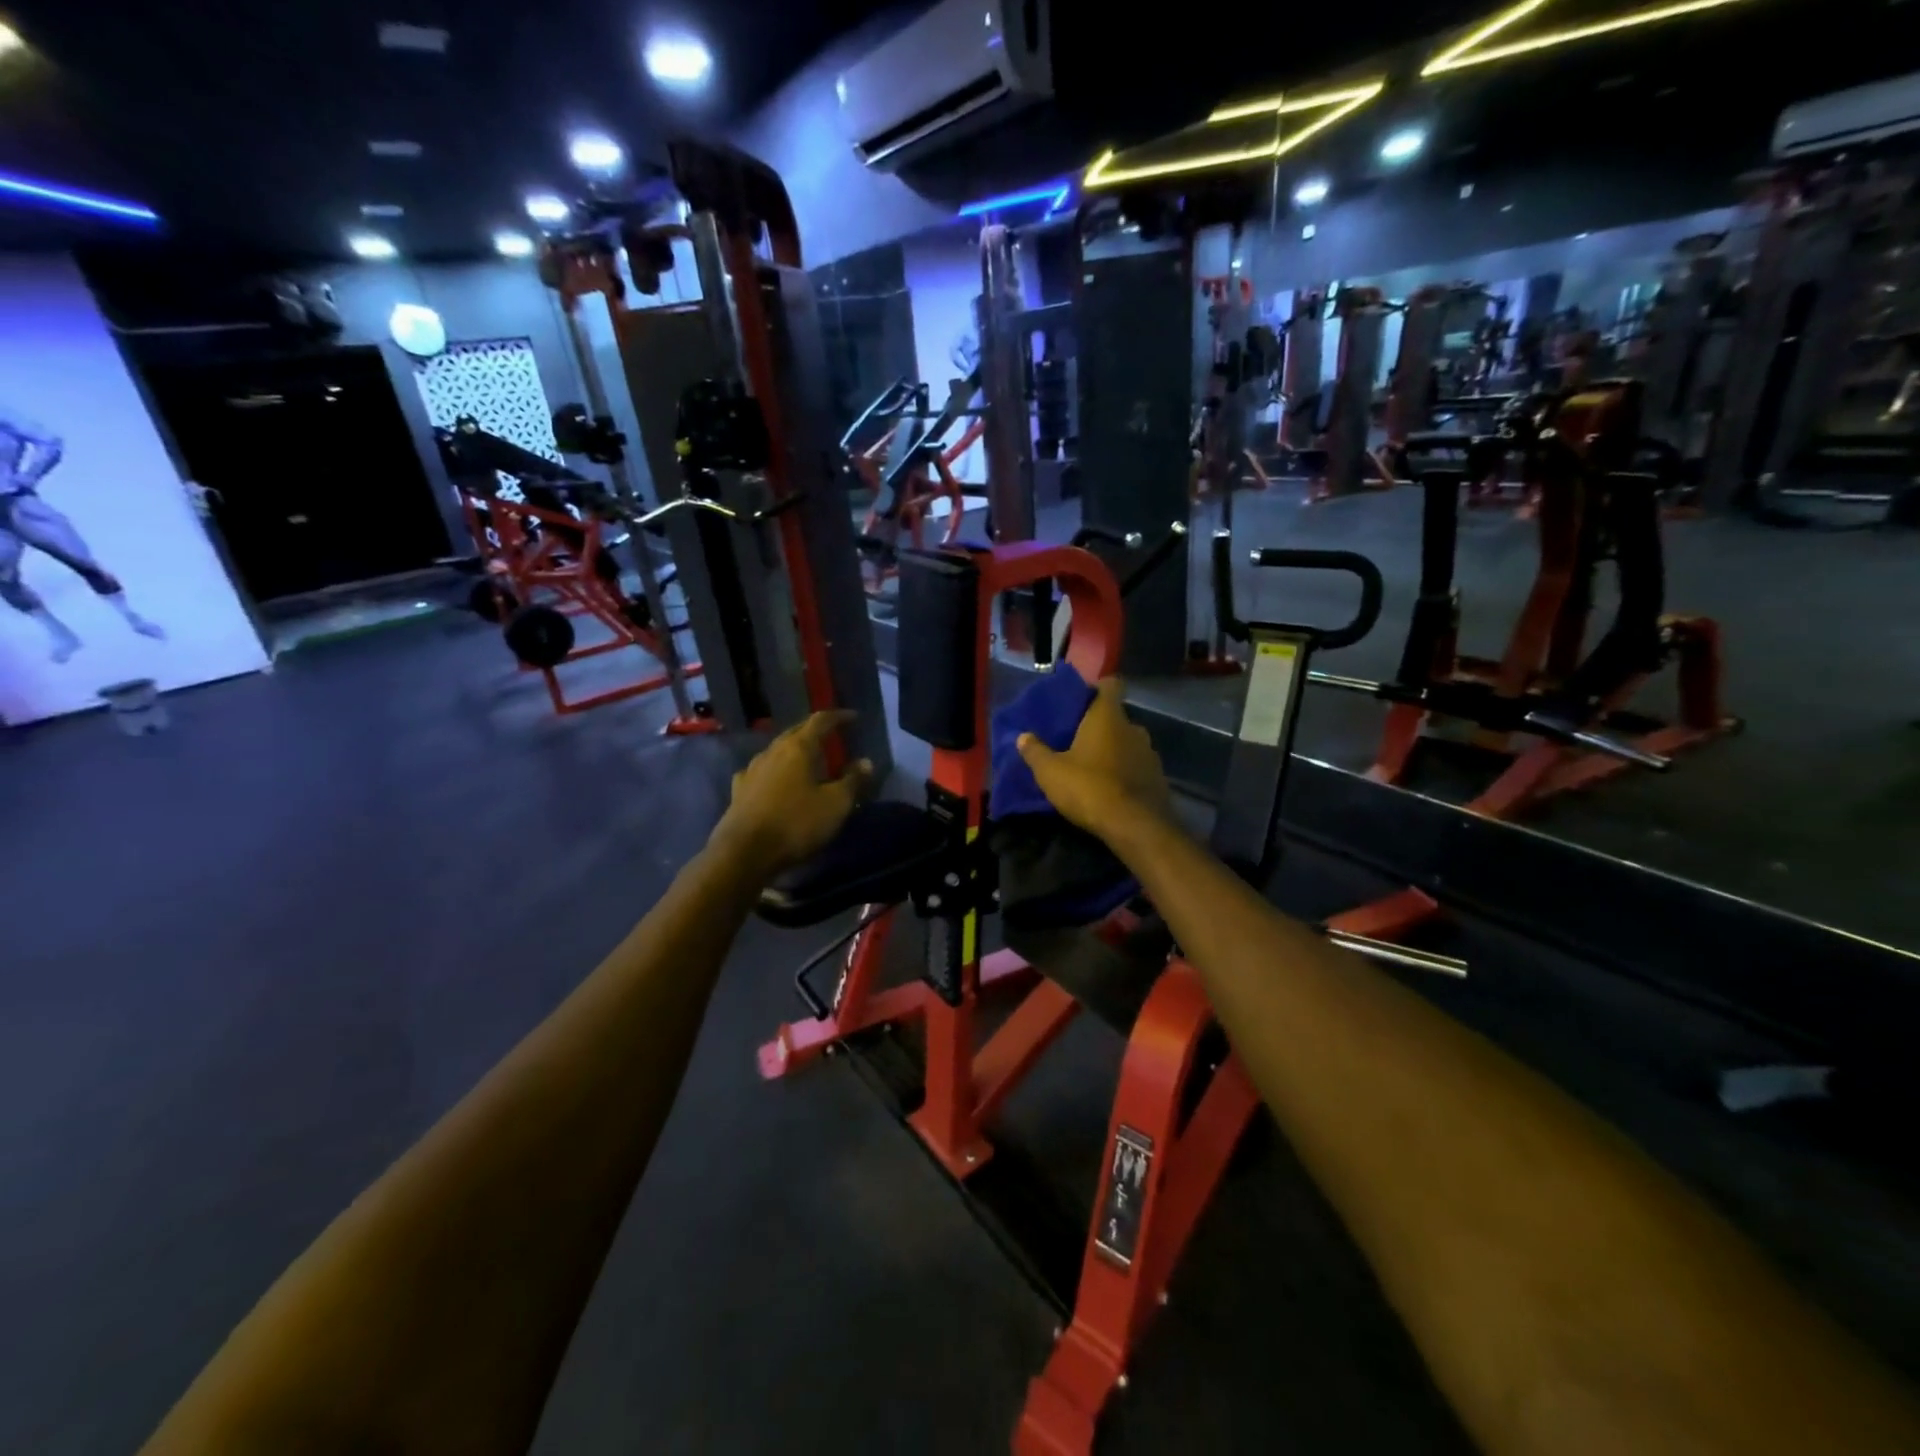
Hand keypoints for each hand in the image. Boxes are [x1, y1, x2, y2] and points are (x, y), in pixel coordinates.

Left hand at [715, 711, 874, 877]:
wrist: (744, 853)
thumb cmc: (796, 824)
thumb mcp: (835, 804)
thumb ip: (853, 781)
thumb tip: (866, 762)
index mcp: (798, 748)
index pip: (820, 721)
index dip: (838, 717)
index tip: (853, 717)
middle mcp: (772, 751)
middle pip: (796, 732)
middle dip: (814, 731)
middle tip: (831, 736)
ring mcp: (752, 770)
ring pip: (777, 751)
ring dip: (794, 751)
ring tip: (806, 759)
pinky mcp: (739, 790)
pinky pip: (761, 771)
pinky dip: (774, 771)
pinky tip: (775, 780)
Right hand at [1017, 678, 1170, 838]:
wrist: (1135, 826)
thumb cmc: (1089, 788)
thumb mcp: (1050, 772)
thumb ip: (1035, 752)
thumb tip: (1022, 737)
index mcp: (1108, 717)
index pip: (1110, 685)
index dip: (1097, 688)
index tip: (1081, 699)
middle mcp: (1133, 728)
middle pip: (1116, 717)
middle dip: (1099, 726)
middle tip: (1077, 740)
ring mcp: (1149, 753)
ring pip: (1128, 742)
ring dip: (1113, 750)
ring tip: (1093, 767)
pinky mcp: (1158, 777)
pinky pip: (1137, 766)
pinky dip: (1125, 772)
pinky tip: (1111, 788)